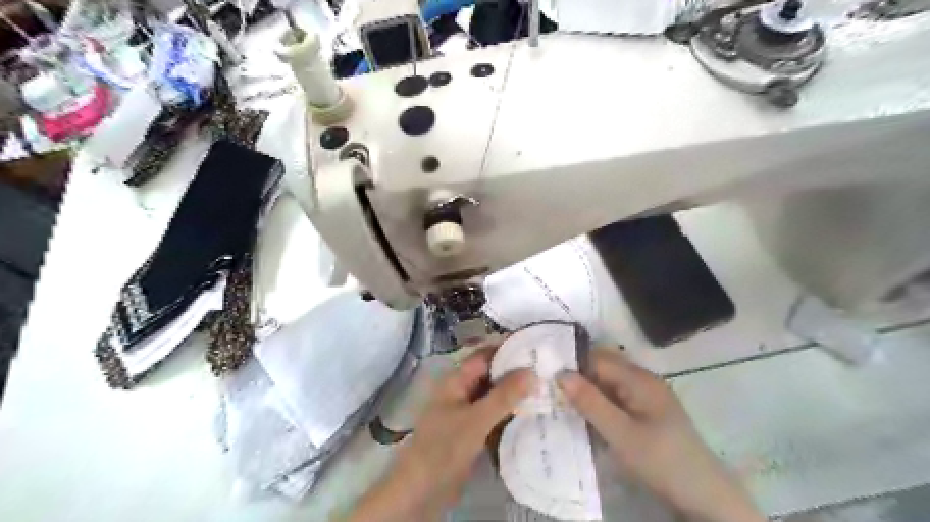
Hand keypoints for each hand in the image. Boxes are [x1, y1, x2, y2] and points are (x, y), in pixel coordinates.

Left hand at [348, 345, 538, 519]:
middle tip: (549, 370)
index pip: (486, 355)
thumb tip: (533, 371)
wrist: (422, 490)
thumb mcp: (476, 418)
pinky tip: (533, 415)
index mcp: (457, 380)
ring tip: (547, 390)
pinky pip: (495, 417)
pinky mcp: (472, 432)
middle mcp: (462, 391)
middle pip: (492, 375)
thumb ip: (504, 395)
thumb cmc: (444, 446)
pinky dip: (511, 414)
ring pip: (495, 397)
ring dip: (516, 395)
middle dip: (516, 373)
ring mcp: (467, 413)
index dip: (508, 349)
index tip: (537, 347)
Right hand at [559, 347, 762, 520]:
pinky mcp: (648, 411)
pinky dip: (600, 404)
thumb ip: (590, 402)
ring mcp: (647, 395)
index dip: (573, 364)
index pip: (597, 358)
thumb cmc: (660, 459)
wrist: (703, 495)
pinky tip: (587, 417)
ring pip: (608, 384)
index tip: (547, 376)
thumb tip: (561, 373)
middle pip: (603, 368)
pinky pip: (617, 398)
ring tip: (562, 404)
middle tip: (550, 391)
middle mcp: (643, 380)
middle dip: (578, 377)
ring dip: (588, 392)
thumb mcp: (620, 433)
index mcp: (638, 378)